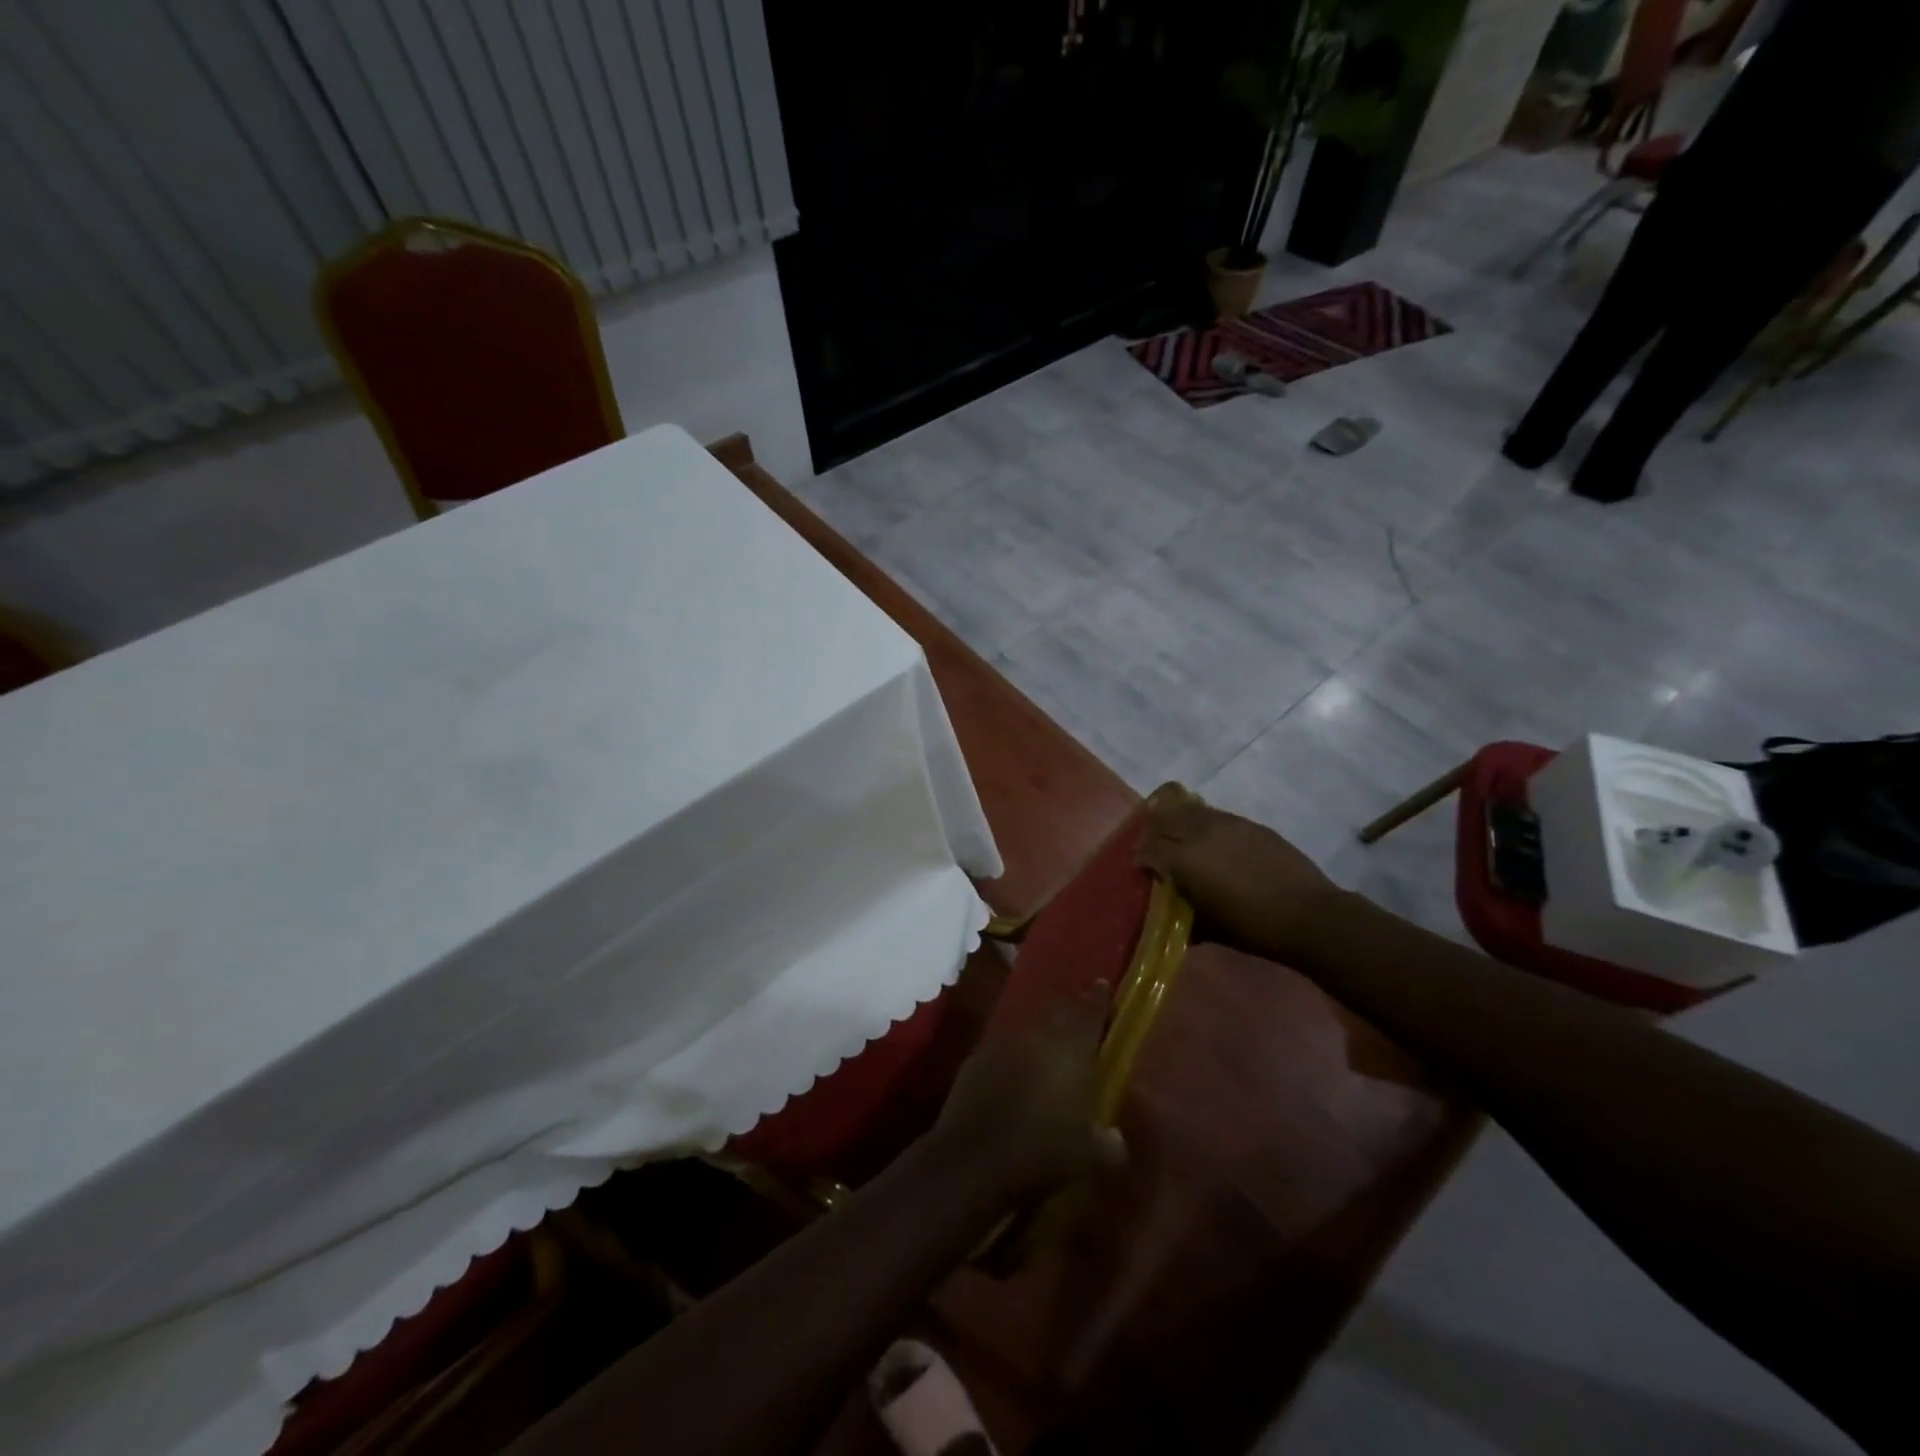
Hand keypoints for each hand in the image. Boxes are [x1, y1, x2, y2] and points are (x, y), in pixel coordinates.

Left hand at [933, 982, 1126, 1199]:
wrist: (974, 1157)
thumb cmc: (1042, 1151)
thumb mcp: (1088, 1158)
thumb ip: (1109, 1145)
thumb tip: (1116, 1139)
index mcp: (1071, 1050)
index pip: (1090, 1014)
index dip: (1098, 999)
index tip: (1102, 983)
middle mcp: (1038, 1037)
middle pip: (1058, 1016)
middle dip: (1070, 1016)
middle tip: (1079, 1022)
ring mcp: (1003, 1044)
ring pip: (1030, 1033)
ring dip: (1040, 1040)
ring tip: (1048, 1055)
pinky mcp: (976, 1059)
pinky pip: (1003, 1052)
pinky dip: (1013, 1060)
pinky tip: (1015, 1079)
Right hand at [1136, 785, 1341, 962]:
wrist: (1307, 914)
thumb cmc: (1253, 928)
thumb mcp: (1209, 927)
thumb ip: (1183, 914)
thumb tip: (1170, 914)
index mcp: (1184, 860)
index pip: (1148, 848)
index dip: (1140, 857)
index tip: (1140, 868)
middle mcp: (1200, 833)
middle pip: (1163, 819)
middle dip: (1153, 832)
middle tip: (1154, 848)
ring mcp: (1227, 823)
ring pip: (1188, 810)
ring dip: (1176, 820)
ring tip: (1177, 835)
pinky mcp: (1248, 823)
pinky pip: (1214, 815)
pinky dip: (1202, 822)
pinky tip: (1208, 837)